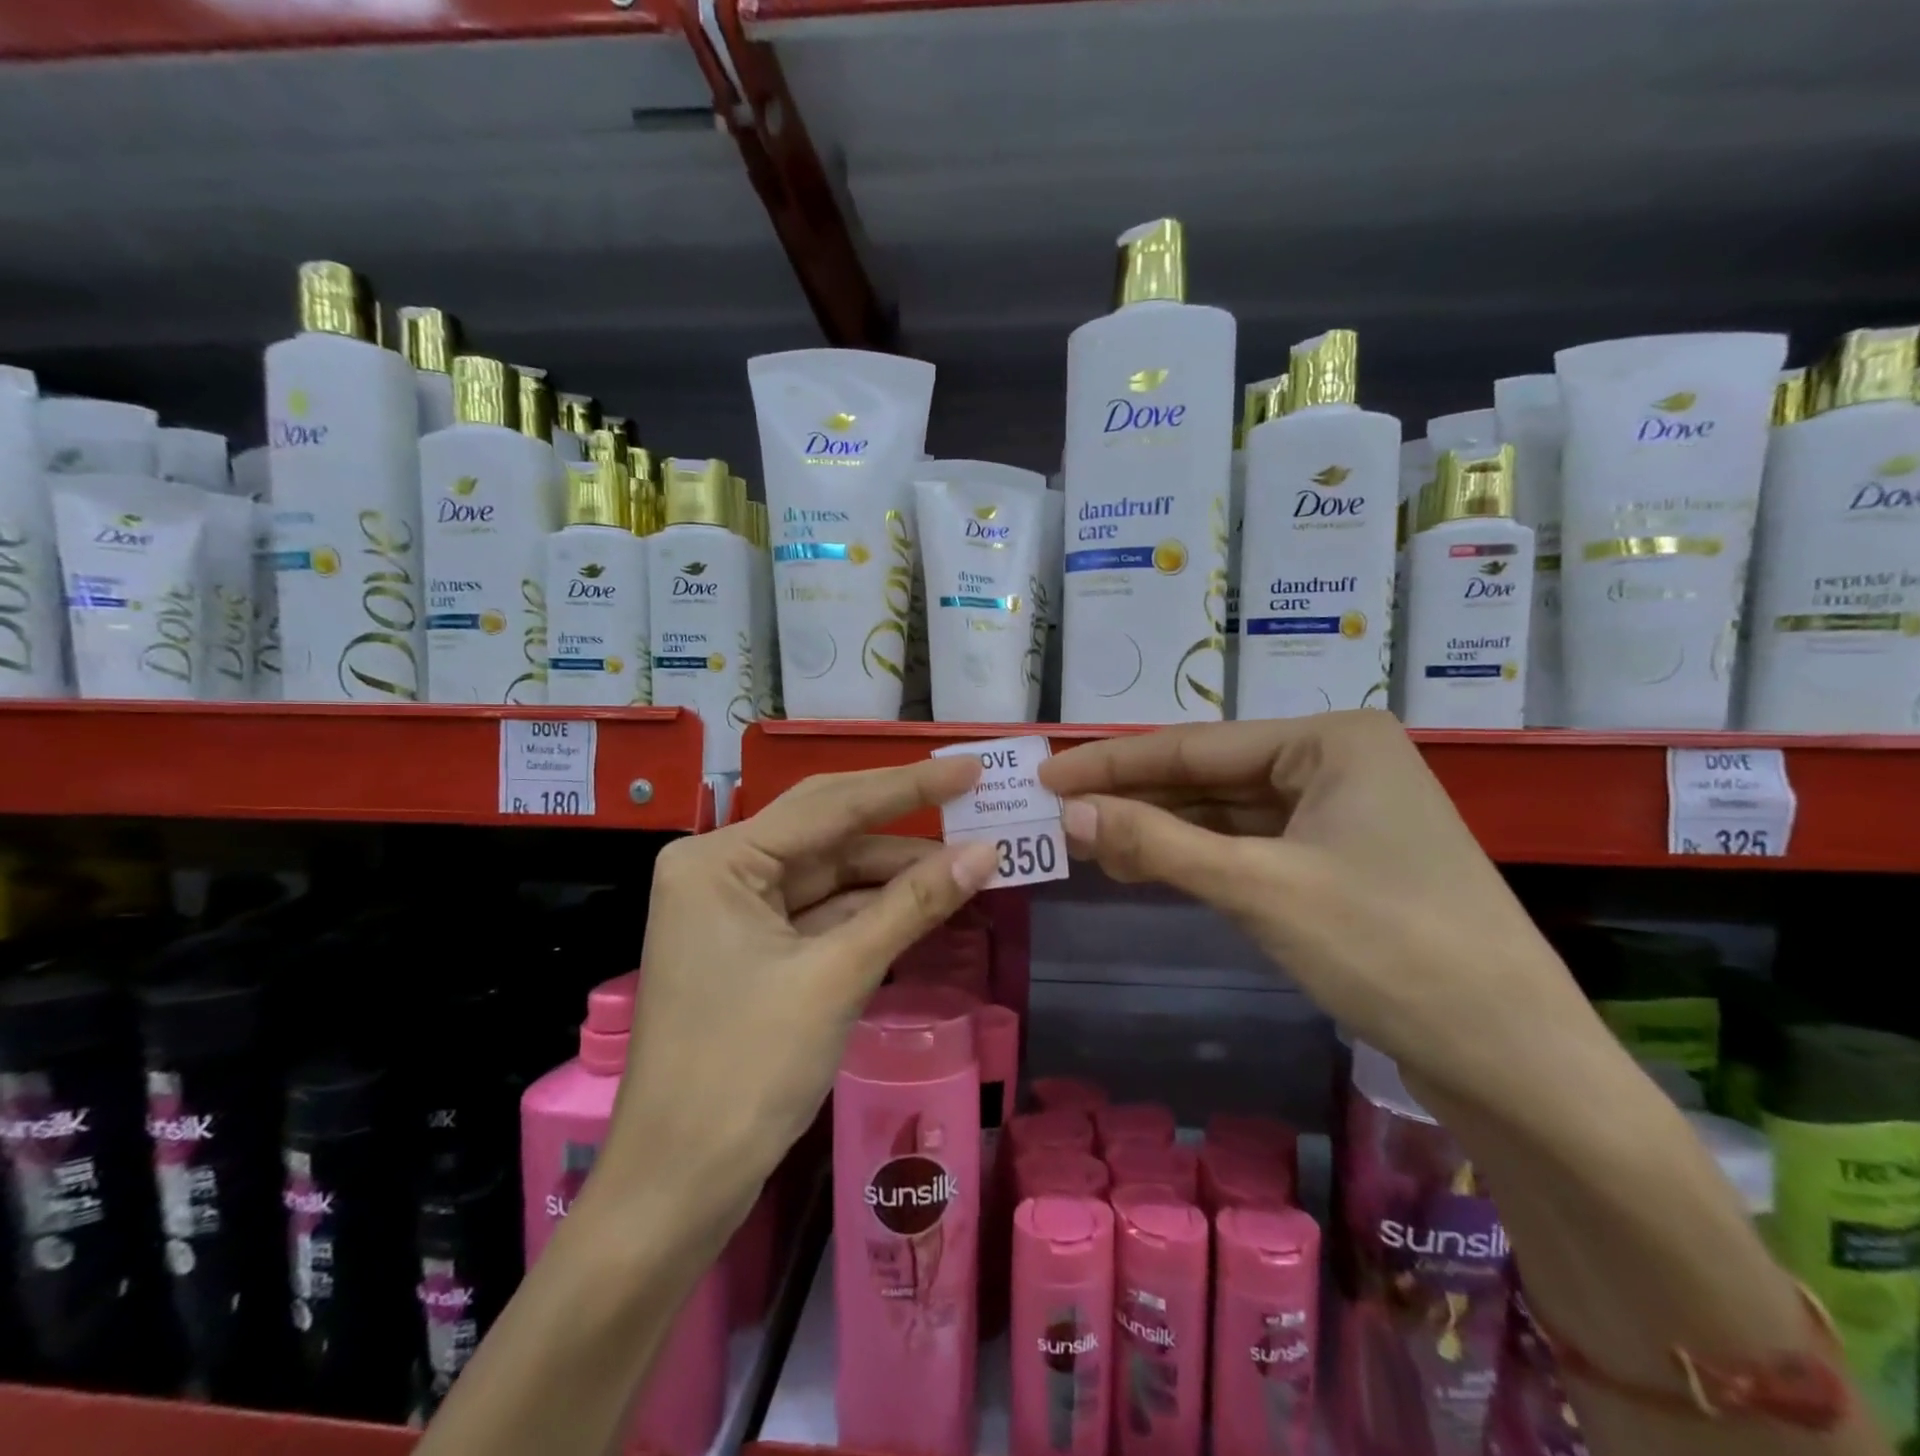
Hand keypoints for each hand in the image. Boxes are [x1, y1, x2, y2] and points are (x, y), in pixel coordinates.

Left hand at [599, 756, 999, 1232]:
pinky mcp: (754, 949)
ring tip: (968, 860)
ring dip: (894, 873)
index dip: (906, 786)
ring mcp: (736, 912)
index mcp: (719, 860)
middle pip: (827, 832)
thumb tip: (986, 853)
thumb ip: (912, 906)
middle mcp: (721, 871)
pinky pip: (823, 913)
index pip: (828, 805)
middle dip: (902, 823)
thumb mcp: (837, 977)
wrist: (677, 1190)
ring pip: (830, 875)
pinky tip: (925, 901)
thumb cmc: (745, 1072)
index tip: (967, 768)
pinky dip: (872, 910)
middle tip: (973, 803)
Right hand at [1038, 712, 1597, 1110]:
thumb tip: (1069, 814)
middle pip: (1210, 776)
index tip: (1046, 774)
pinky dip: (1198, 857)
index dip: (1113, 763)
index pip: (1195, 745)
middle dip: (1135, 797)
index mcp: (1331, 740)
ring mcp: (1341, 814)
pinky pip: (1251, 846)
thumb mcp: (1260, 889)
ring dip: (1161, 829)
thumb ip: (1158, 845)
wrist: (1516, 1061)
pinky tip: (1147, 865)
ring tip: (1086, 841)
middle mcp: (1337, 762)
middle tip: (1056, 811)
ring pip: (1227, 813)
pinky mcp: (1340, 862)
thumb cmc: (1390, 949)